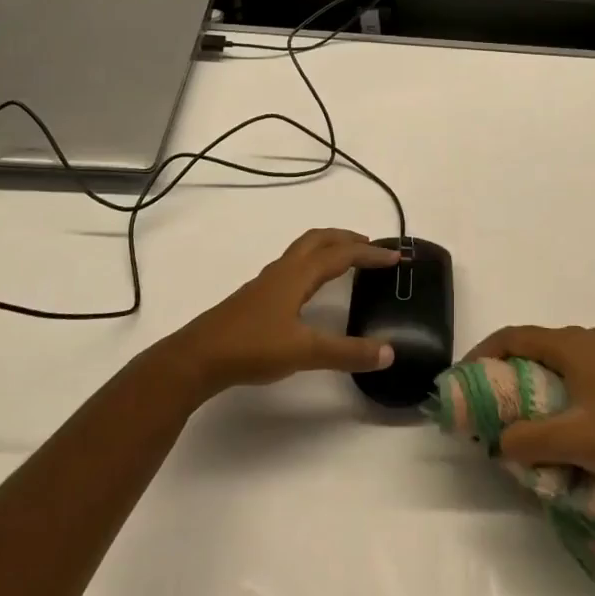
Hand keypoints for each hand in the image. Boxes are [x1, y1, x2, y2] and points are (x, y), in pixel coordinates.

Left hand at [164, 229, 401, 399]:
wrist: (198, 358)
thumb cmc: (253, 347)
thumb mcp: (305, 352)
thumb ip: (348, 352)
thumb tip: (389, 353)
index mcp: (298, 274)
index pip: (341, 254)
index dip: (370, 254)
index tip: (396, 257)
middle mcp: (284, 270)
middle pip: (319, 239)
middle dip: (347, 238)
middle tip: (372, 247)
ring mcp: (267, 282)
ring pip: (303, 251)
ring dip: (328, 248)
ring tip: (347, 260)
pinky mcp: (257, 297)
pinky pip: (293, 266)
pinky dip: (313, 264)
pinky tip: (311, 288)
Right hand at [466, 325, 594, 484]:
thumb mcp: (572, 441)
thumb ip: (528, 440)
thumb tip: (500, 442)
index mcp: (572, 345)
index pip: (514, 337)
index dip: (484, 353)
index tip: (464, 377)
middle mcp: (589, 339)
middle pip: (536, 344)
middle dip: (508, 366)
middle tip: (489, 397)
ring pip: (560, 357)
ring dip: (535, 376)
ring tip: (521, 409)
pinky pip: (580, 368)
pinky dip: (560, 384)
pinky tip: (564, 415)